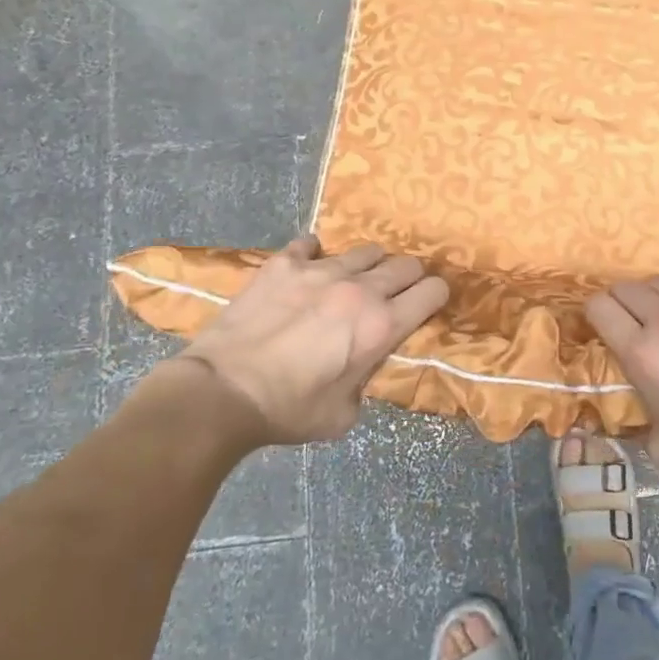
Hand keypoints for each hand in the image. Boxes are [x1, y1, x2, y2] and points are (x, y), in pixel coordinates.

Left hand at [175, 236, 448, 447]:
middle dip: (409, 278)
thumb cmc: (288, 411)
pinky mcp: (283, 264)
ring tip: (353, 280)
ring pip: (365, 250)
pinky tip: (308, 268)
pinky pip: (311, 244)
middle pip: (405, 264)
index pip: (433, 292)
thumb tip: (363, 366)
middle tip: (396, 294)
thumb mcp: (343, 414)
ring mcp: (320, 270)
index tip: (429, 304)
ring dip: (368, 266)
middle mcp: (360, 289)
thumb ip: (366, 381)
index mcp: (382, 326)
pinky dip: (315, 255)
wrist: (221, 392)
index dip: (436, 297)